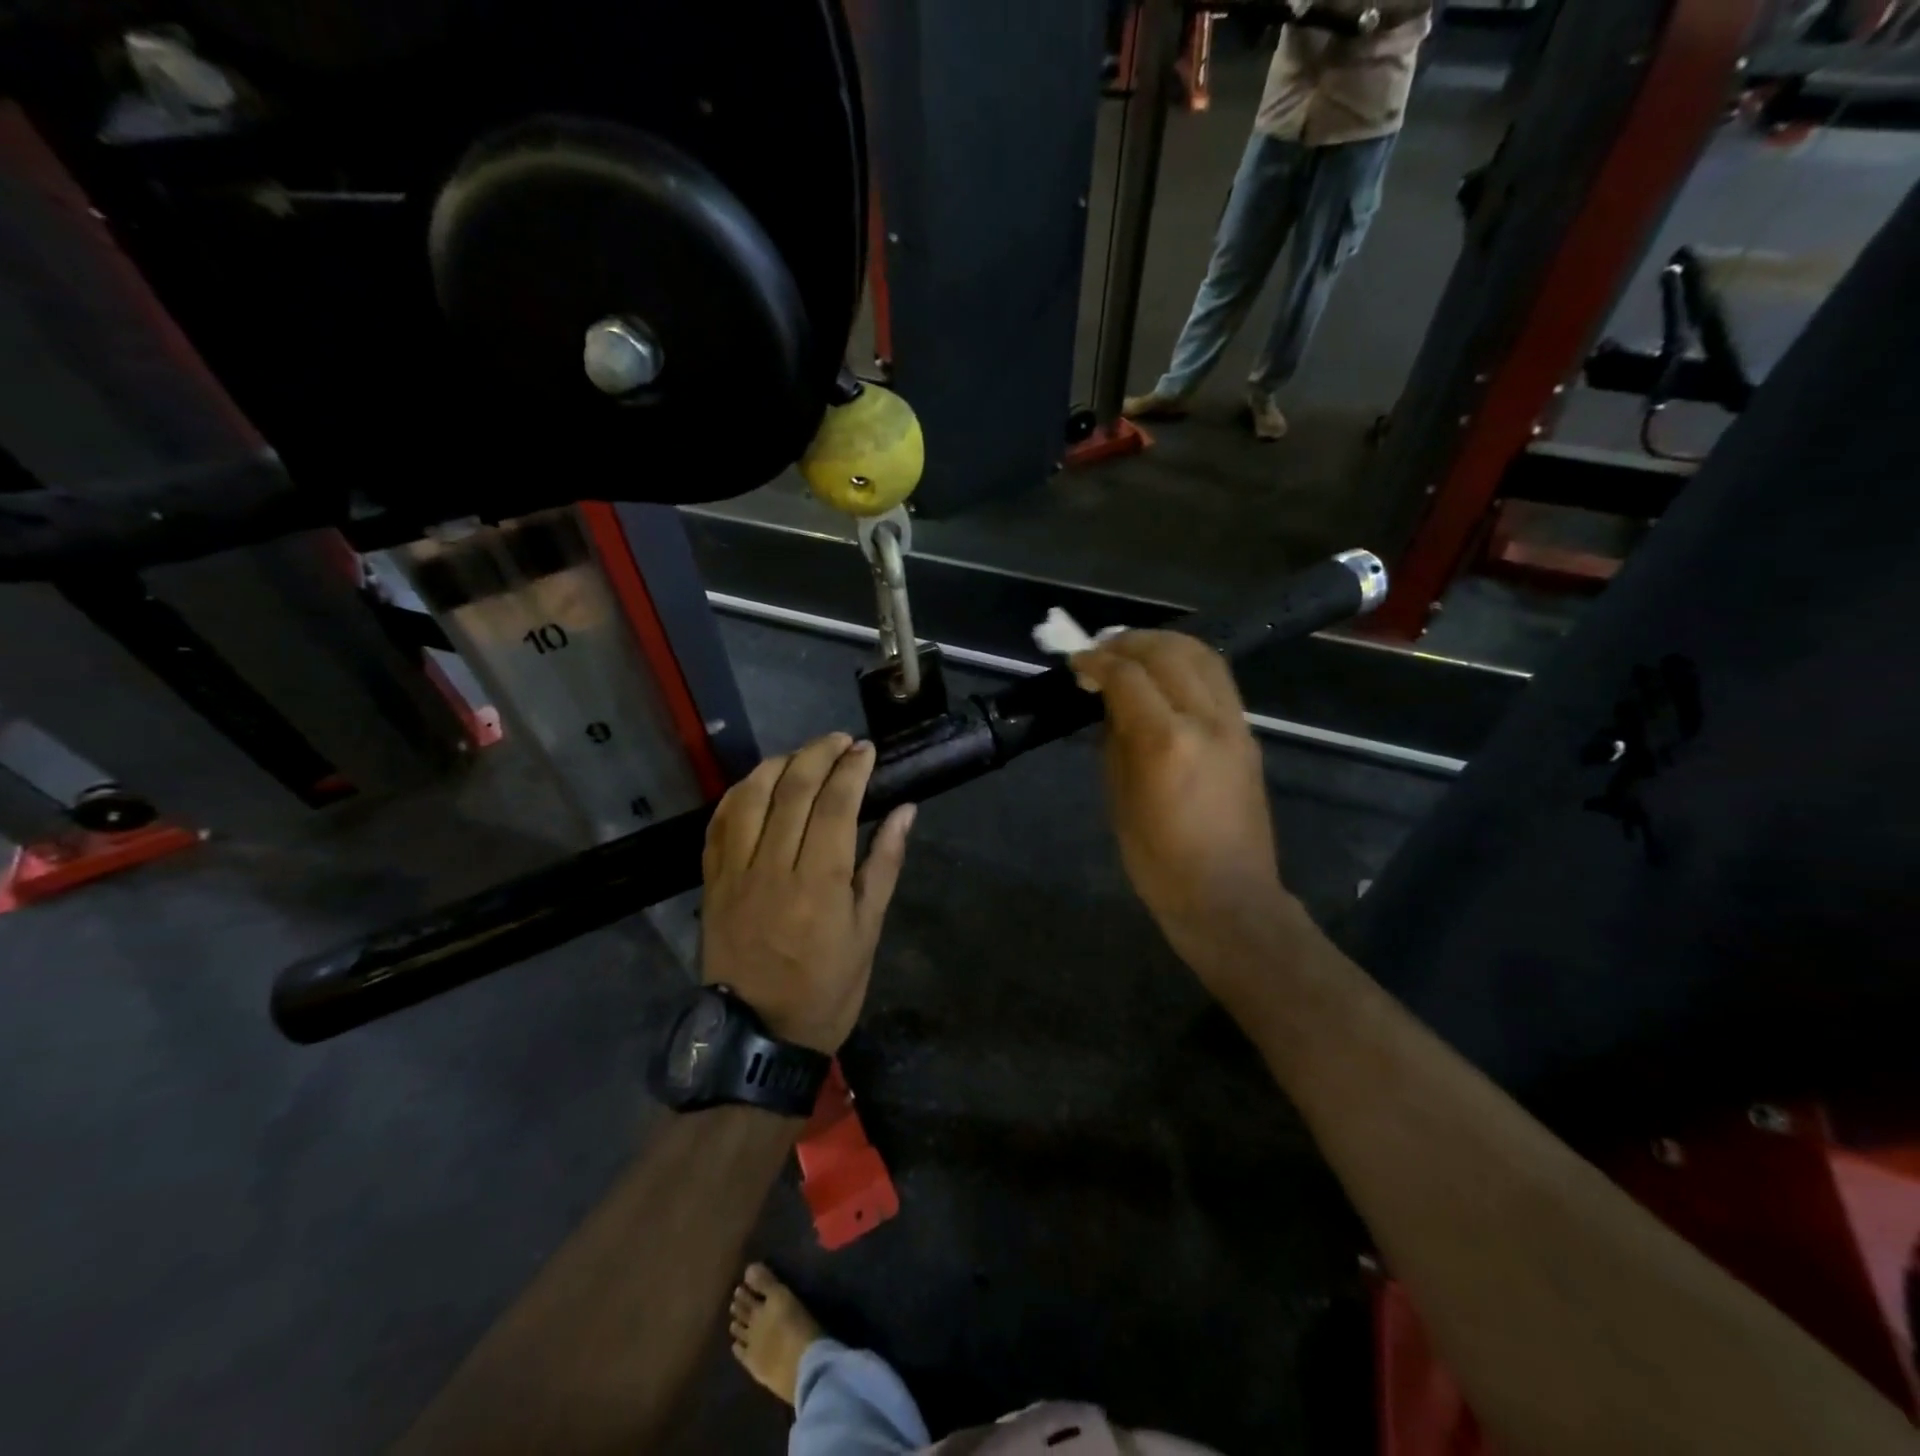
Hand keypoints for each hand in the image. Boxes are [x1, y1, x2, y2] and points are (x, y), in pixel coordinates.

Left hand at [700, 733, 915, 1052]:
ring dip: (777, 764)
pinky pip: (718, 824)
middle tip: (840, 741)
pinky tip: (756, 784)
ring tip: (802, 754)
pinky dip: (738, 794)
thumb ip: (883, 865)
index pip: (835, 804)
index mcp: (818, 882)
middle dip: (818, 753)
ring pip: (750, 796)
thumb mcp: (867, 932)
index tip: (867, 750)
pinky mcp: (711, 882)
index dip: (852, 769)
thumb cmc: (827, 989)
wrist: (758, 1035)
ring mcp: (735, 872)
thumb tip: (905, 812)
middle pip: (792, 789)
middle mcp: (772, 866)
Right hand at [1072, 631, 1292, 979]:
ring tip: (1134, 650)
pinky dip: (1187, 663)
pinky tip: (1165, 675)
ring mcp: (1234, 724)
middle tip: (1102, 650)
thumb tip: (1110, 703)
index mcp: (1165, 742)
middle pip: (1168, 652)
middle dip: (1129, 642)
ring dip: (1163, 643)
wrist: (1227, 896)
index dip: (1097, 661)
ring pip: (1202, 655)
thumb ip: (1114, 741)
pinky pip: (1217, 679)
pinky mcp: (1248, 734)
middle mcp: (1205, 721)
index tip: (1077, 661)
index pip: (1128, 676)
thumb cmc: (1159, 861)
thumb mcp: (1119, 800)